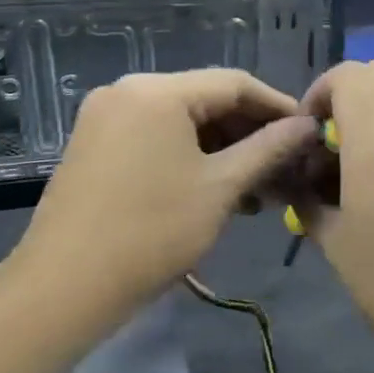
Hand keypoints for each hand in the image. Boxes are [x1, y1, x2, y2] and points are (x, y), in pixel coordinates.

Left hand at [4, 70, 316, 334]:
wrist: (64, 289)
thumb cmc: (152, 232)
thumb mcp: (221, 187)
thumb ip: (269, 149)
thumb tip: (307, 126)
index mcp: (158, 91)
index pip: (235, 83)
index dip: (278, 106)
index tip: (309, 133)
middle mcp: (128, 91)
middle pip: (207, 100)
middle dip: (251, 133)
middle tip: (287, 166)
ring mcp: (106, 118)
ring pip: (183, 122)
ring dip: (225, 150)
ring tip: (259, 189)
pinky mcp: (96, 146)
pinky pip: (157, 138)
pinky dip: (192, 157)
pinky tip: (220, 190)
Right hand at [296, 61, 373, 358]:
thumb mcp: (334, 244)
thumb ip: (306, 200)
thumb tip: (294, 180)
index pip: (351, 75)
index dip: (319, 92)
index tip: (304, 135)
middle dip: (341, 96)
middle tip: (322, 144)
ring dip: (363, 119)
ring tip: (342, 173)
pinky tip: (370, 190)